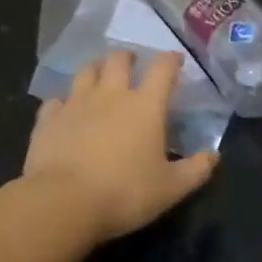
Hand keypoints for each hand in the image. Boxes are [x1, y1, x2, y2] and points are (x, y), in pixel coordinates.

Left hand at [23, 49, 219, 242]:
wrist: (63, 203)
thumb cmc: (125, 193)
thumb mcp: (171, 189)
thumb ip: (196, 170)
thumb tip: (214, 155)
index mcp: (145, 106)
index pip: (163, 70)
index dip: (171, 61)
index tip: (175, 60)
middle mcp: (111, 95)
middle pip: (119, 60)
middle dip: (128, 58)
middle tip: (132, 64)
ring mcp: (76, 104)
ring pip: (85, 71)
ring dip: (96, 69)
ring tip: (99, 76)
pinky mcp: (48, 119)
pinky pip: (55, 101)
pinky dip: (63, 102)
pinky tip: (65, 110)